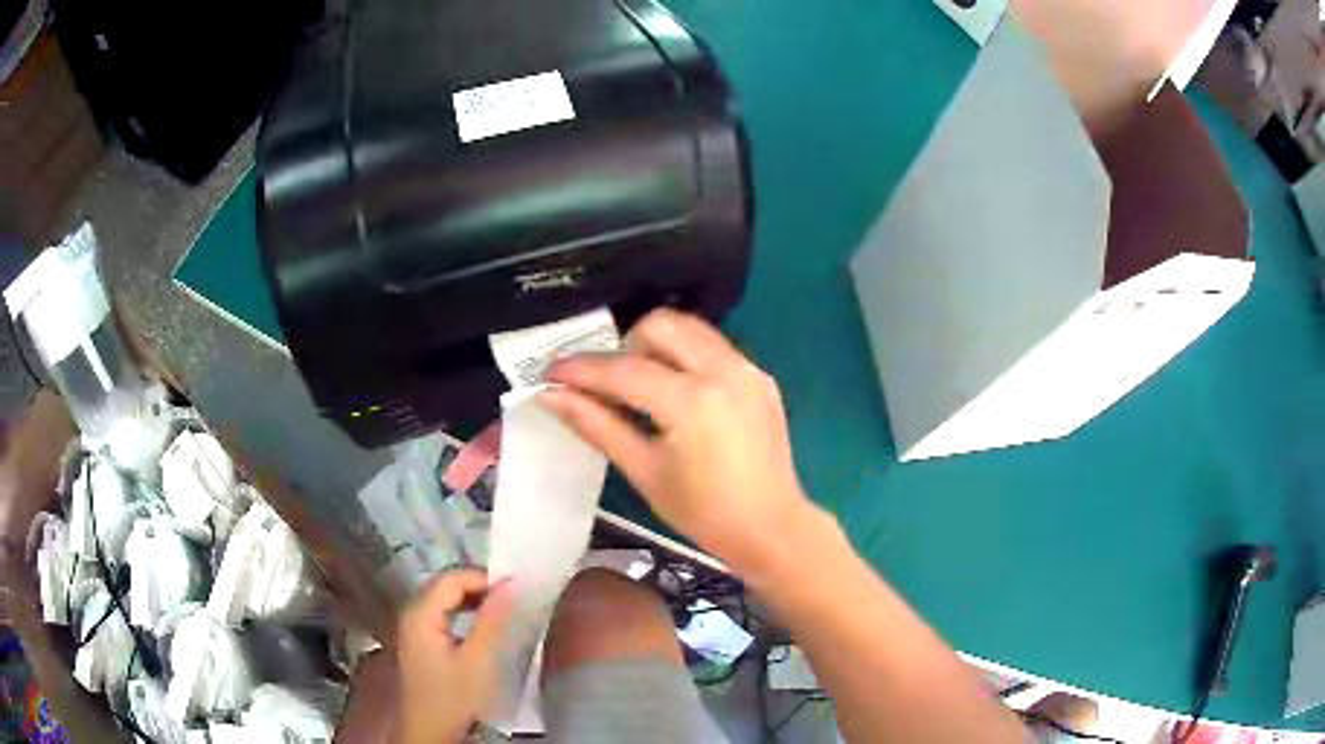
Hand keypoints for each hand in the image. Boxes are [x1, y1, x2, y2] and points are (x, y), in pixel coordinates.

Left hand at [397, 568, 514, 743]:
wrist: (430, 733)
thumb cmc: (454, 698)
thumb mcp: (478, 660)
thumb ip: (493, 620)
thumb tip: (511, 582)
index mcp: (420, 612)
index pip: (453, 577)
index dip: (485, 578)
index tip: (517, 590)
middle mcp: (411, 612)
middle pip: (446, 583)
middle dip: (480, 586)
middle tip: (513, 599)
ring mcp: (414, 626)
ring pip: (445, 598)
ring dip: (474, 599)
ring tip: (504, 611)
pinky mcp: (420, 641)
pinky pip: (443, 613)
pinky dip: (465, 612)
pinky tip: (483, 626)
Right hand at [542, 308, 810, 571]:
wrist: (771, 528)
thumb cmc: (703, 512)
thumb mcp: (644, 471)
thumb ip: (597, 425)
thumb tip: (551, 396)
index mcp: (692, 402)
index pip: (624, 370)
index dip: (581, 370)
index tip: (550, 373)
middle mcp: (724, 371)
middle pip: (661, 325)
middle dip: (626, 345)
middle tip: (612, 384)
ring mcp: (748, 370)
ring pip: (691, 329)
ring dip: (658, 346)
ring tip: (645, 388)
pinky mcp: (760, 377)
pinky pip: (714, 348)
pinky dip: (687, 358)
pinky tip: (680, 396)